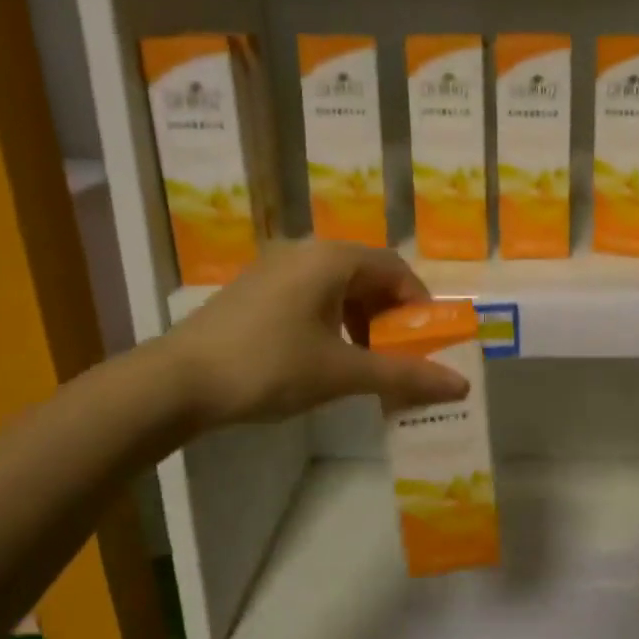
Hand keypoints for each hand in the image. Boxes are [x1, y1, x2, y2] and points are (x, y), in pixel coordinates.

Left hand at [161, 240, 468, 426]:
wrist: (177, 382)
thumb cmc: (270, 366)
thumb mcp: (342, 372)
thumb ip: (404, 375)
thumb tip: (461, 385)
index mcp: (330, 259)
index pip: (394, 267)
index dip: (419, 303)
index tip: (427, 340)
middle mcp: (303, 253)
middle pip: (366, 275)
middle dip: (390, 315)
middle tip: (400, 353)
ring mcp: (273, 270)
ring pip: (336, 287)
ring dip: (361, 320)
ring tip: (366, 360)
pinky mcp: (253, 291)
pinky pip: (309, 296)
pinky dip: (331, 321)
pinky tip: (325, 356)